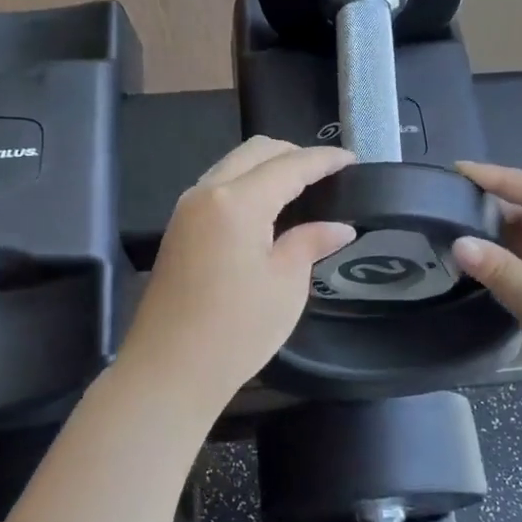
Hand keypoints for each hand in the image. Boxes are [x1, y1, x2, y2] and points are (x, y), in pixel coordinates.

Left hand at [119, 137, 355, 412]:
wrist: (169, 370)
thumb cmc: (236, 330)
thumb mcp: (286, 285)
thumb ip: (310, 242)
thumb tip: (339, 227)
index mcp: (237, 201)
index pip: (289, 165)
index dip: (323, 160)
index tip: (351, 159)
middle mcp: (206, 192)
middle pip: (255, 152)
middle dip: (294, 154)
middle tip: (327, 173)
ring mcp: (187, 209)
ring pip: (233, 165)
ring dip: (267, 167)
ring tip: (301, 187)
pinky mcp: (178, 229)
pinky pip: (218, 187)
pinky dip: (247, 185)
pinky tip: (267, 208)